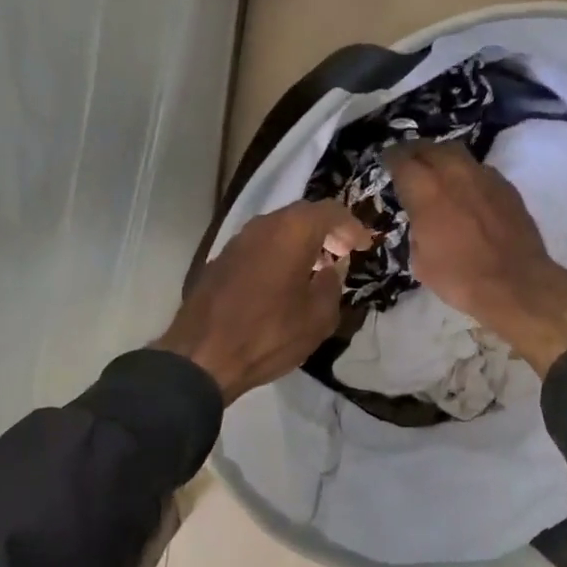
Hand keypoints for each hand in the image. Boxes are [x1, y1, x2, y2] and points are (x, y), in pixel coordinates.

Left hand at [155, 201, 371, 403]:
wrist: (202, 355)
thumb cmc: (269, 335)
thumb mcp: (318, 318)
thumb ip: (332, 286)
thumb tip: (332, 269)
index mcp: (292, 231)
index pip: (331, 211)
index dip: (352, 226)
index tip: (364, 246)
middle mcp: (263, 225)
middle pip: (302, 215)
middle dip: (327, 231)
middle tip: (343, 253)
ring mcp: (237, 240)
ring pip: (278, 229)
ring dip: (301, 242)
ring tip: (316, 268)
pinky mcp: (220, 259)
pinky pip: (259, 245)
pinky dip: (278, 253)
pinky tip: (284, 280)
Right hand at [383, 142, 566, 375]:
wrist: (515, 283)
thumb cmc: (459, 277)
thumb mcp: (420, 259)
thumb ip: (416, 228)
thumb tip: (422, 218)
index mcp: (425, 191)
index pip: (401, 160)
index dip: (390, 159)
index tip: (386, 162)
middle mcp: (453, 173)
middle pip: (430, 147)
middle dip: (415, 151)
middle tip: (409, 161)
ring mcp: (484, 176)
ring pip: (457, 152)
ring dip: (442, 157)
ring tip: (436, 170)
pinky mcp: (505, 186)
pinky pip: (479, 169)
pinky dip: (466, 173)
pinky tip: (465, 189)